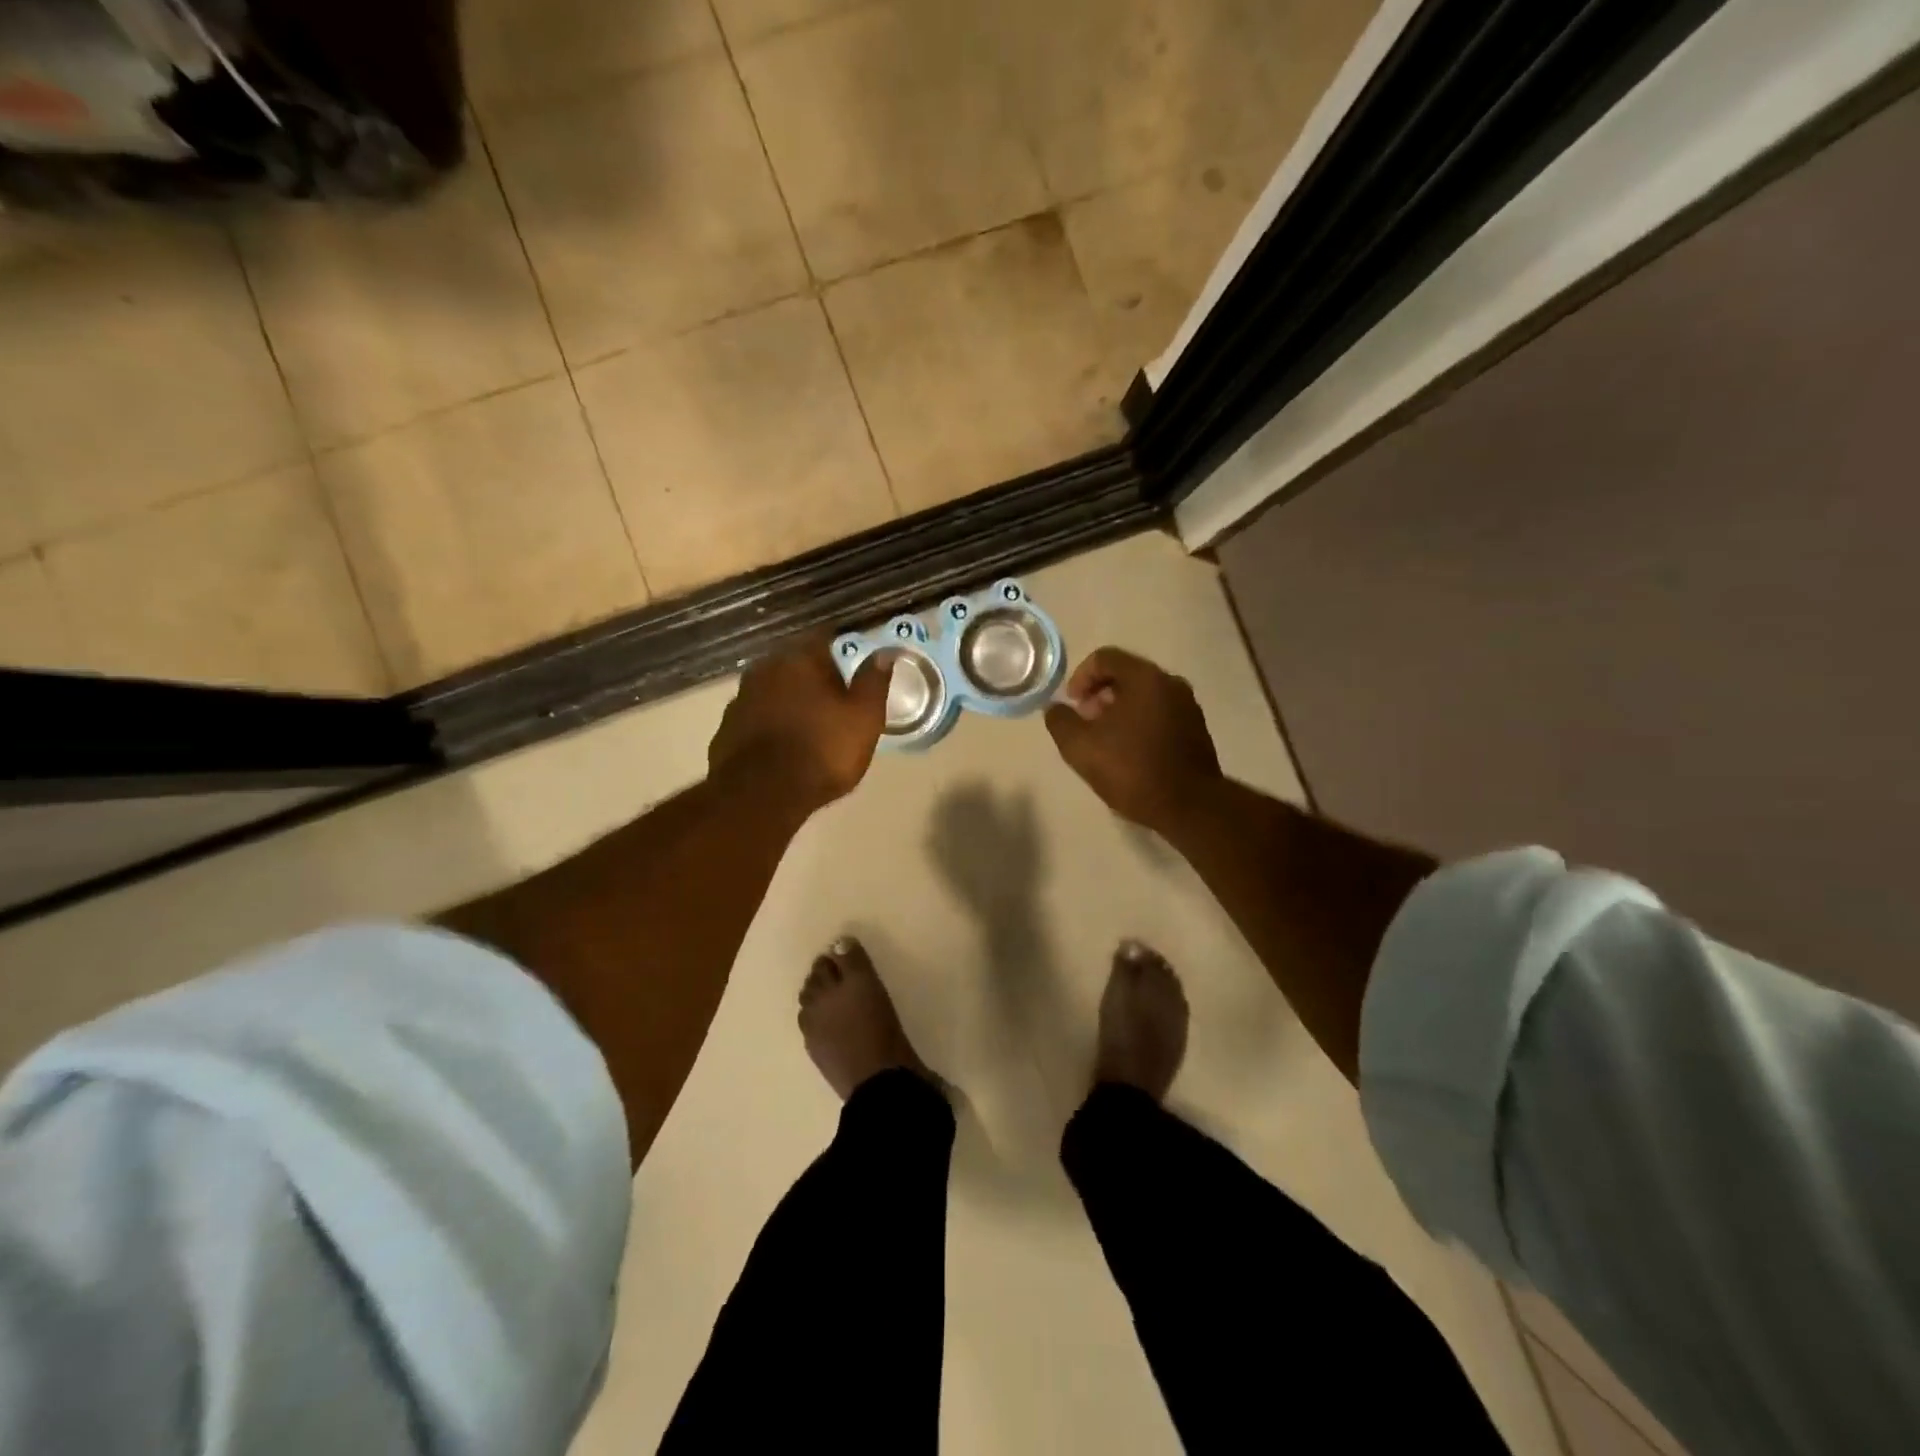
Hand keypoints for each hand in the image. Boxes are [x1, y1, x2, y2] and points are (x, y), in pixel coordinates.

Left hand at [708, 633, 891, 812]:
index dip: (844, 646)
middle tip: (837, 695)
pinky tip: (784, 744)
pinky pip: (757, 716)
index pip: (826, 636)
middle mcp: (766, 668)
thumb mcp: (864, 718)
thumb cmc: (822, 750)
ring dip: (792, 699)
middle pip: (797, 662)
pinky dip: (772, 723)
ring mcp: (741, 698)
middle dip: (816, 675)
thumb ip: (873, 681)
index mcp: (801, 658)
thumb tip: (885, 652)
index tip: (857, 660)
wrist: (760, 795)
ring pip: (775, 689)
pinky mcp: (727, 728)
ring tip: (811, 722)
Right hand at [1045, 647, 1222, 835]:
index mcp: (1144, 678)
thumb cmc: (1131, 769)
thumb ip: (1060, 721)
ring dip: (1118, 710)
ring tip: (1104, 741)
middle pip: (1125, 675)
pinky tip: (1129, 752)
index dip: (1079, 677)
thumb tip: (1055, 708)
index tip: (1072, 705)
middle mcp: (1170, 683)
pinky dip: (1139, 722)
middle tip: (1085, 723)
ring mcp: (1187, 706)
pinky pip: (1159, 713)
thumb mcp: (1079, 747)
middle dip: (1098, 695)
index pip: (1104, 658)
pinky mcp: (1196, 729)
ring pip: (1143, 695)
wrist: (1189, 806)